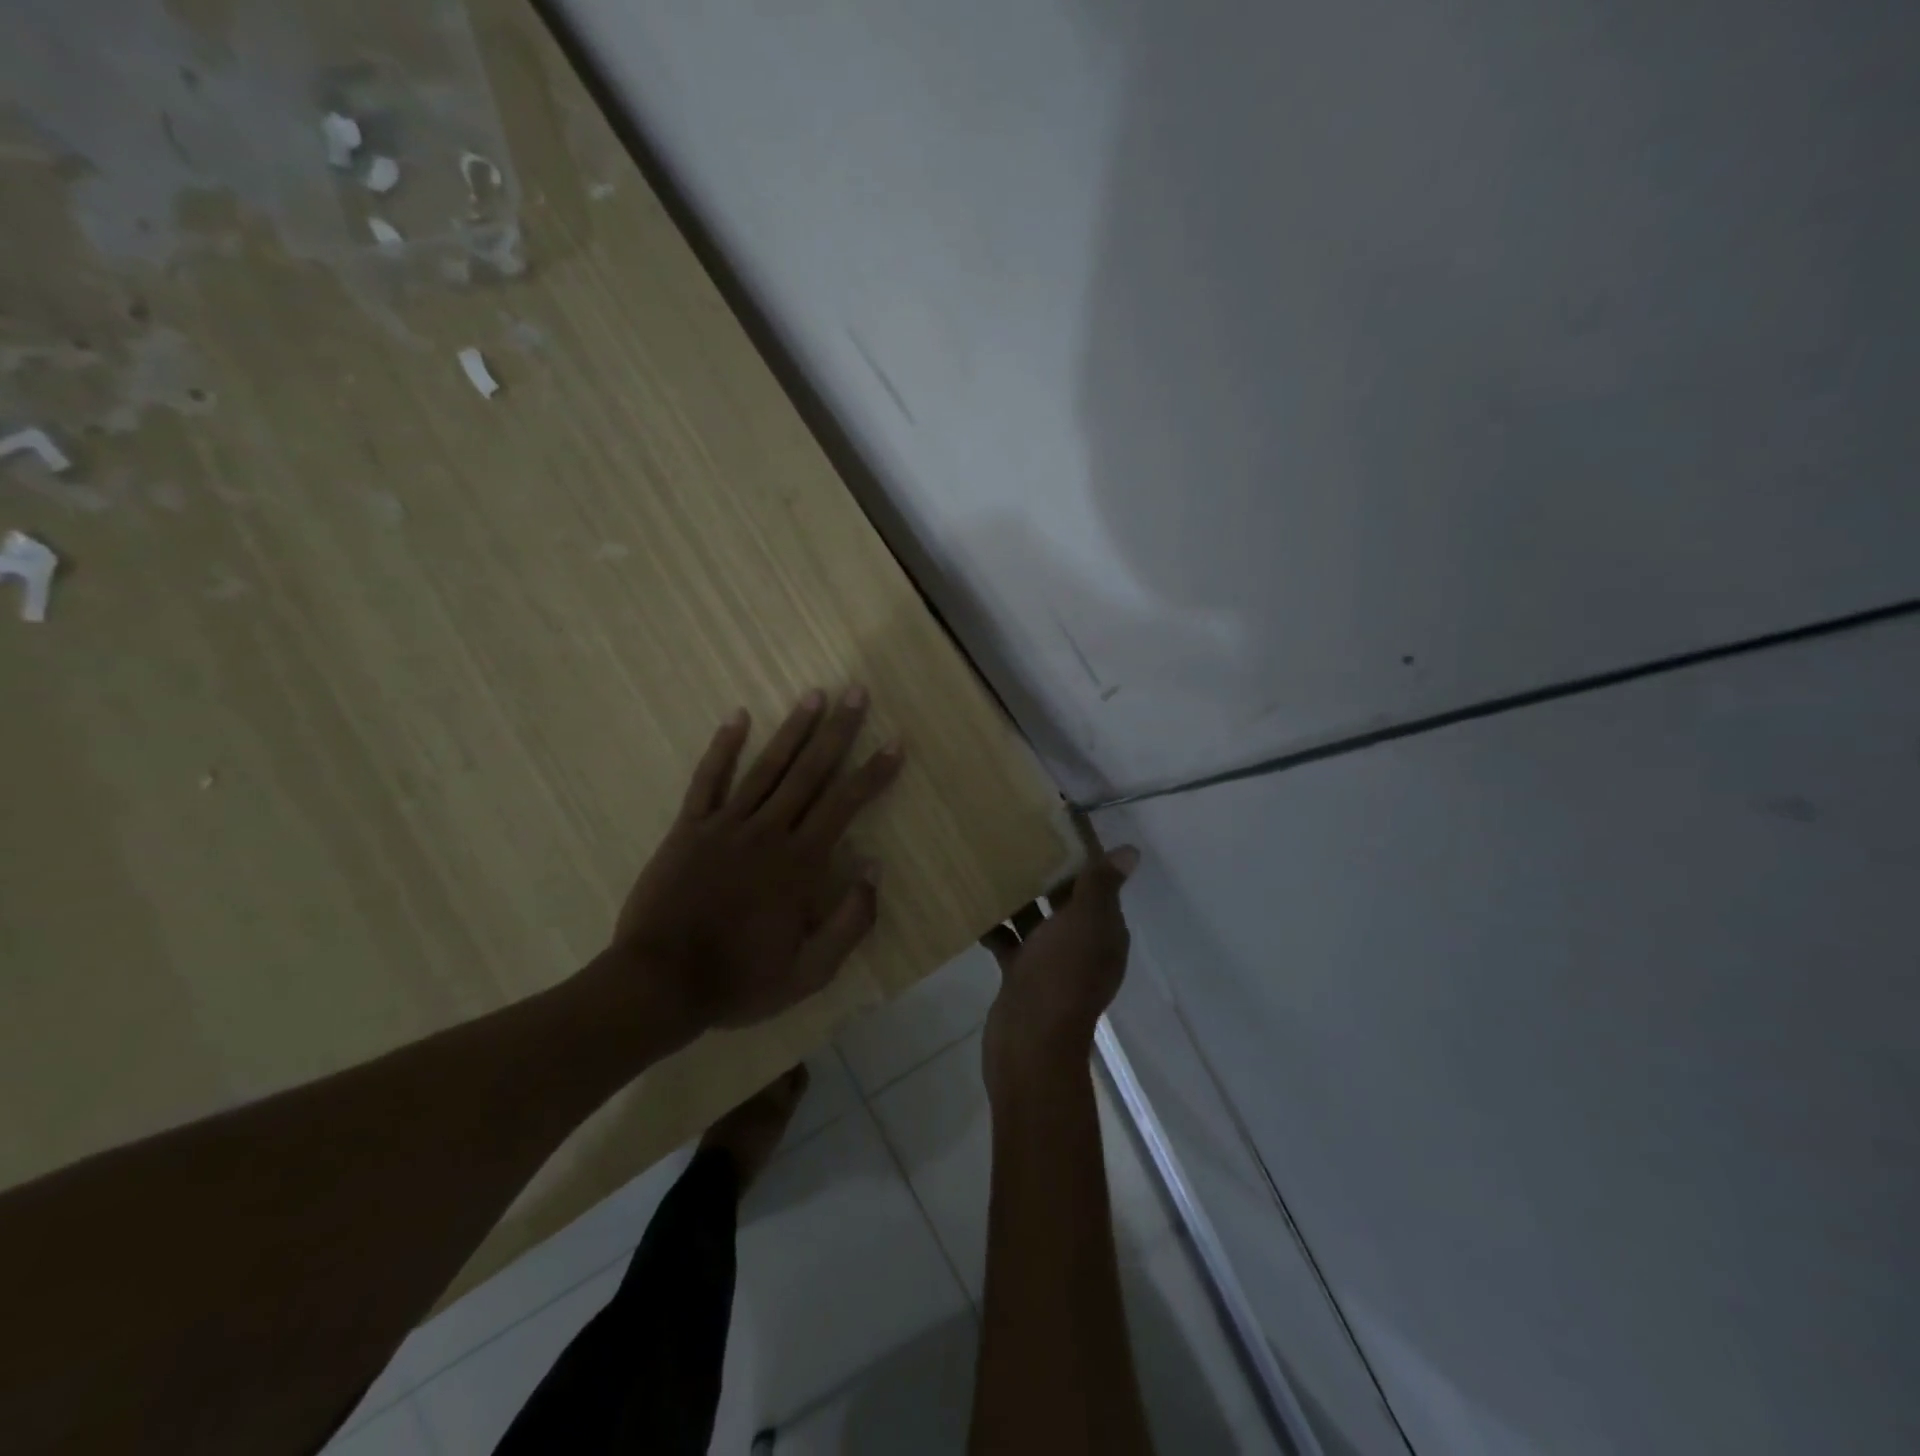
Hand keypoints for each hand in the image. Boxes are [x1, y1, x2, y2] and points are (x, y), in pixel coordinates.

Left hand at [613, 688, 904, 1031]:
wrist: (659, 985)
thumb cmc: (739, 980)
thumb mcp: (810, 971)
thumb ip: (850, 921)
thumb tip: (874, 867)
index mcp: (800, 863)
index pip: (846, 804)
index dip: (874, 771)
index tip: (895, 742)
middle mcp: (768, 832)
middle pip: (810, 772)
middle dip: (838, 730)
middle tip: (856, 692)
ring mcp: (725, 826)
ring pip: (766, 767)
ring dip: (792, 729)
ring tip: (814, 694)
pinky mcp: (689, 829)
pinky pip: (708, 780)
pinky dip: (723, 748)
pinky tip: (737, 717)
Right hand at [980, 846, 1139, 1098]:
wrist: (1029, 1044)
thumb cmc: (1060, 976)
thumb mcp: (1084, 923)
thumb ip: (1101, 886)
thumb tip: (1132, 852)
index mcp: (1105, 932)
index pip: (1099, 885)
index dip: (1082, 857)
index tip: (1055, 826)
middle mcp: (1083, 946)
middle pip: (1067, 901)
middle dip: (1046, 874)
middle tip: (1017, 839)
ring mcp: (1051, 964)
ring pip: (1037, 922)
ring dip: (1019, 899)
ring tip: (992, 866)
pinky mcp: (1023, 977)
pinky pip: (1012, 944)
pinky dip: (997, 928)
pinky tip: (974, 909)